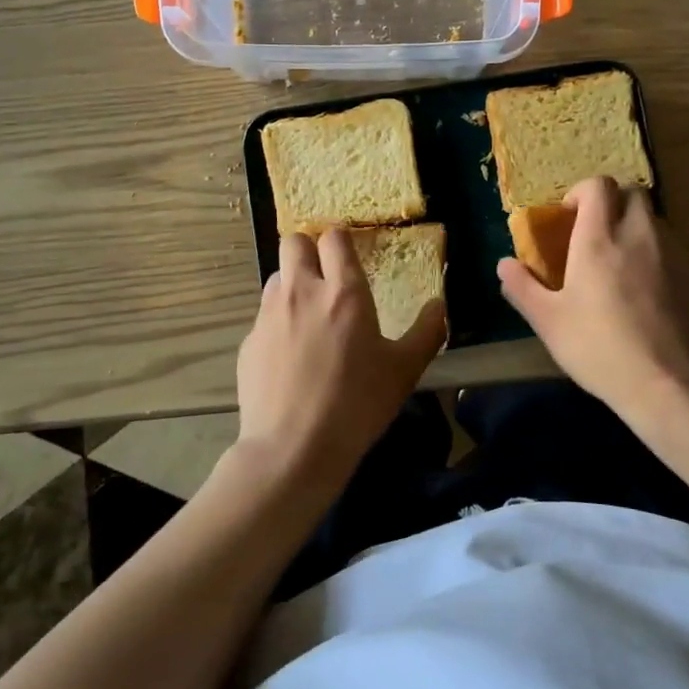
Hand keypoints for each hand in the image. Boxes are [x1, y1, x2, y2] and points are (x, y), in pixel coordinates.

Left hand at [236, 229, 446, 491]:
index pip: (334, 238)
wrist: (293, 449)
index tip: (349, 255)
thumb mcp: (404, 371)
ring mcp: (269, 315)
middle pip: (294, 242)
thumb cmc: (357, 405)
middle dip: (309, 250)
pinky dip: (277, 323)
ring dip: (292, 285)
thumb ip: (427, 332)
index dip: (341, 241)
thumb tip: (440, 305)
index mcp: (343, 293)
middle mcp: (302, 292)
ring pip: (276, 277)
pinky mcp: (248, 341)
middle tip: (325, 277)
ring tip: (308, 317)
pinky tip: (290, 357)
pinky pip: (264, 316)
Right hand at [497, 177, 688, 420]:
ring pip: (653, 220)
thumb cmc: (598, 348)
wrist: (668, 383)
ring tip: (619, 262)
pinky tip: (644, 290)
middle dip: (612, 203)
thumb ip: (522, 287)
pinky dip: (654, 254)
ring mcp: (671, 254)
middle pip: (632, 192)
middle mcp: (638, 235)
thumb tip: (504, 264)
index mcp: (599, 239)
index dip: (581, 192)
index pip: (597, 186)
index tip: (569, 217)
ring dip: (634, 227)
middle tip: (594, 233)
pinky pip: (671, 248)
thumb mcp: (548, 321)